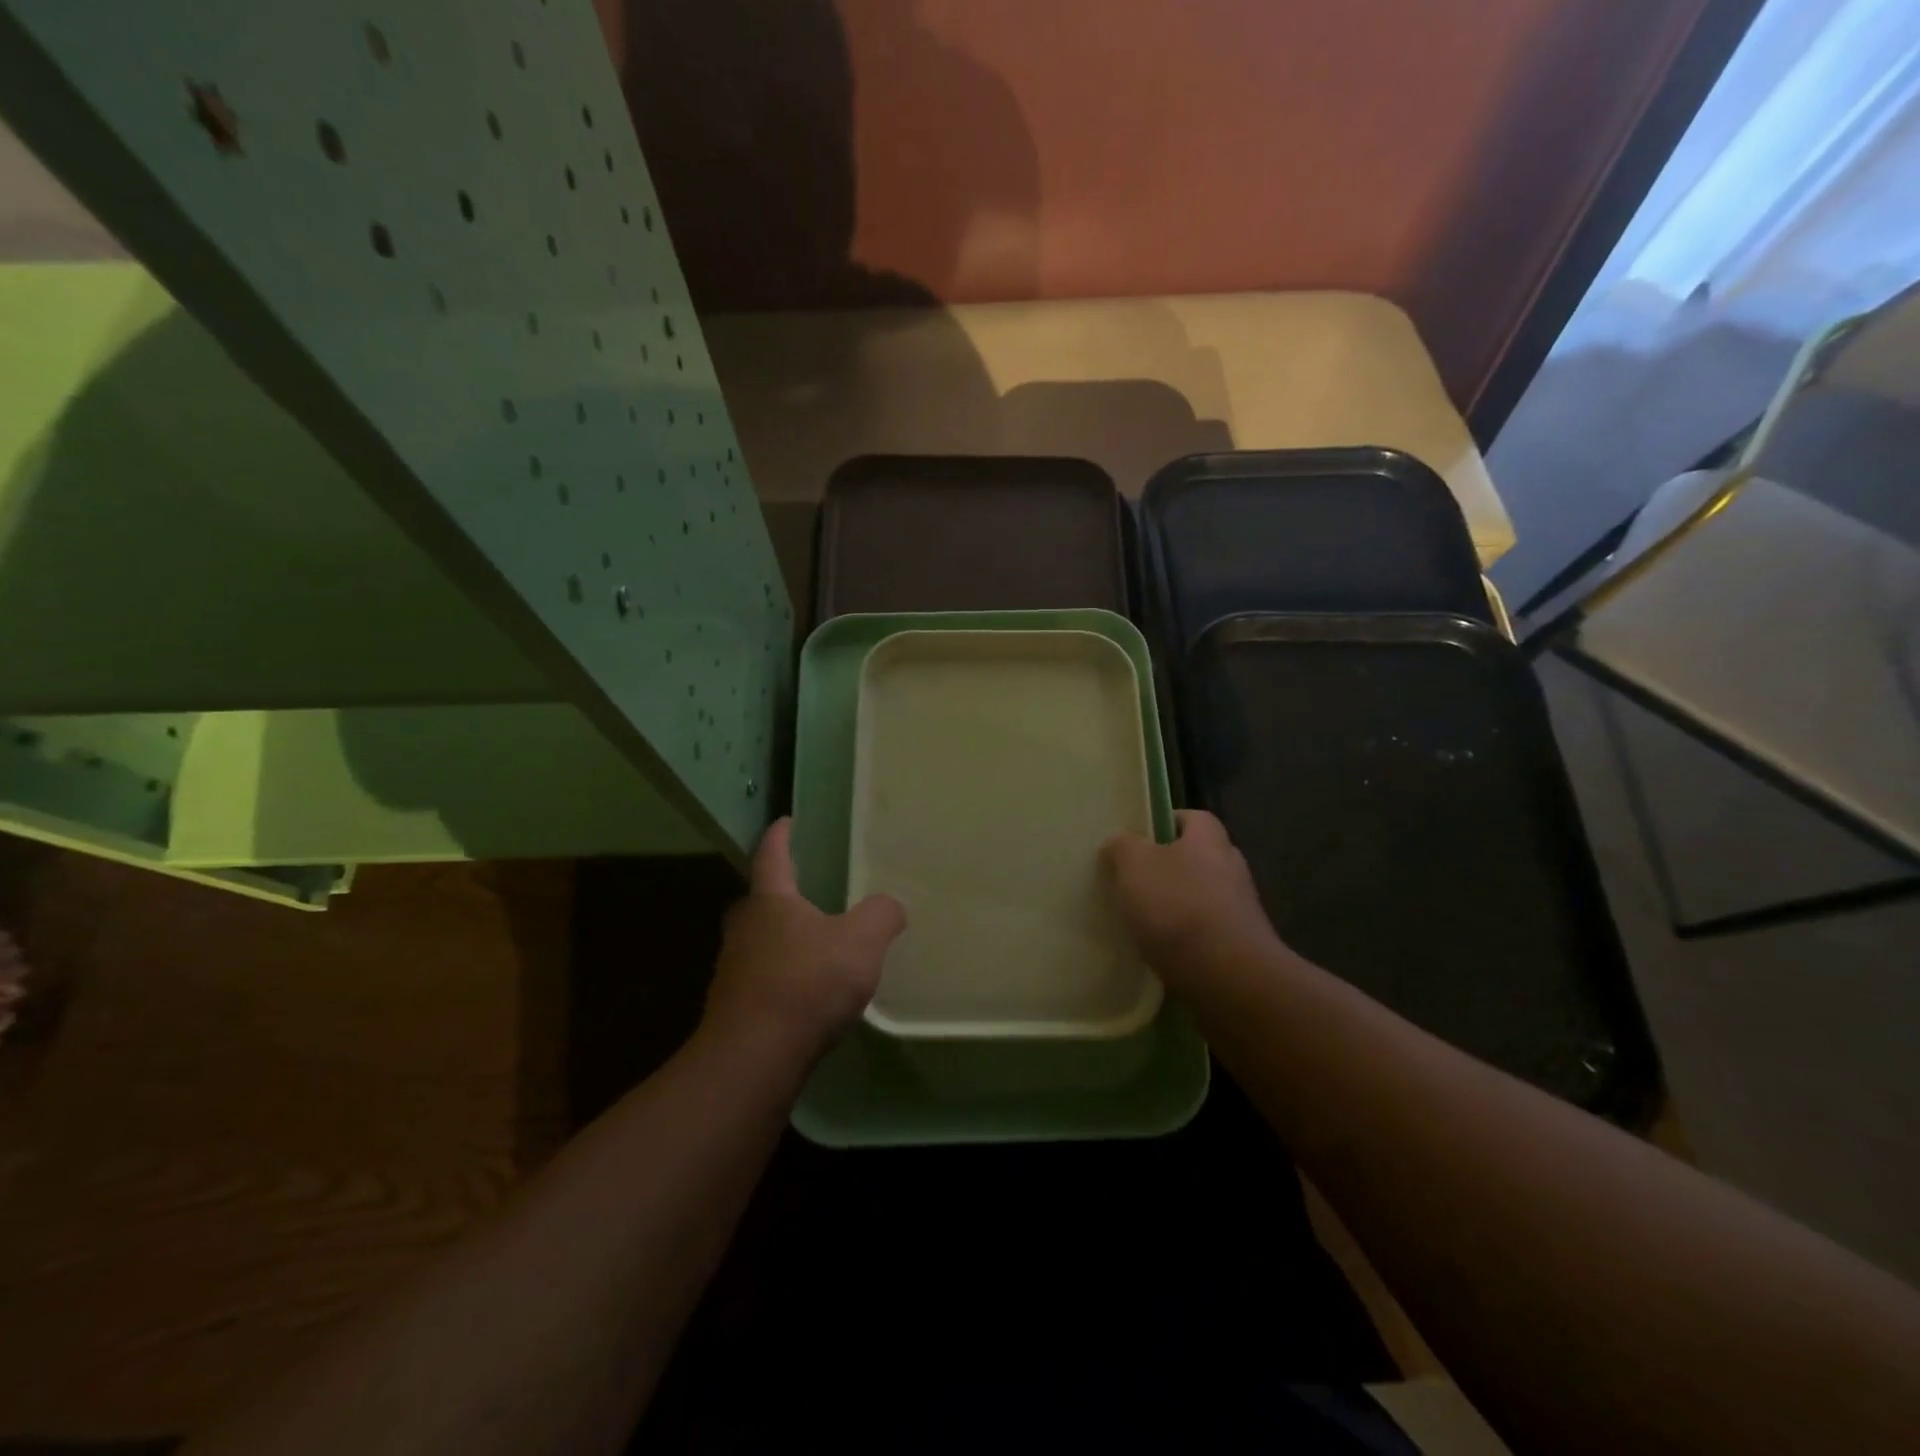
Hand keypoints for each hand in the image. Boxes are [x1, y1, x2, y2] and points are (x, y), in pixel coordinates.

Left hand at [704, 818, 906, 1063]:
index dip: (781, 835)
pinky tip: (808, 992)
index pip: (772, 853)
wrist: (753, 1058)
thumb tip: (891, 905)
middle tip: (808, 889)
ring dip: (784, 938)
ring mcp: (734, 969)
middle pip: (761, 899)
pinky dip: (783, 975)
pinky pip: (763, 977)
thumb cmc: (806, 984)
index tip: (787, 820)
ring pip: (760, 941)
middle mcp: (744, 928)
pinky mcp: (734, 1007)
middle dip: (782, 892)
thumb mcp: (861, 942)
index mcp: (770, 900)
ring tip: (816, 943)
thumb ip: (881, 915)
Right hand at [1102, 810, 1281, 988]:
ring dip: (1176, 905)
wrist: (1229, 978)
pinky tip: (1160, 950)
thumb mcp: (1134, 865)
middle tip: (1133, 880)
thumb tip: (1119, 841)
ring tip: (1141, 919)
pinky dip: (1185, 937)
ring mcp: (1241, 909)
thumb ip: (1123, 846)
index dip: (1163, 823)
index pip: (1191, 817)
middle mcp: (1231, 867)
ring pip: (1201, 896)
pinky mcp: (1241, 946)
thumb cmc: (1178, 907)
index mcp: (1209, 838)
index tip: (1135, 839)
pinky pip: (1206, 932)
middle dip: (1167, 867)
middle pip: (1196, 857)